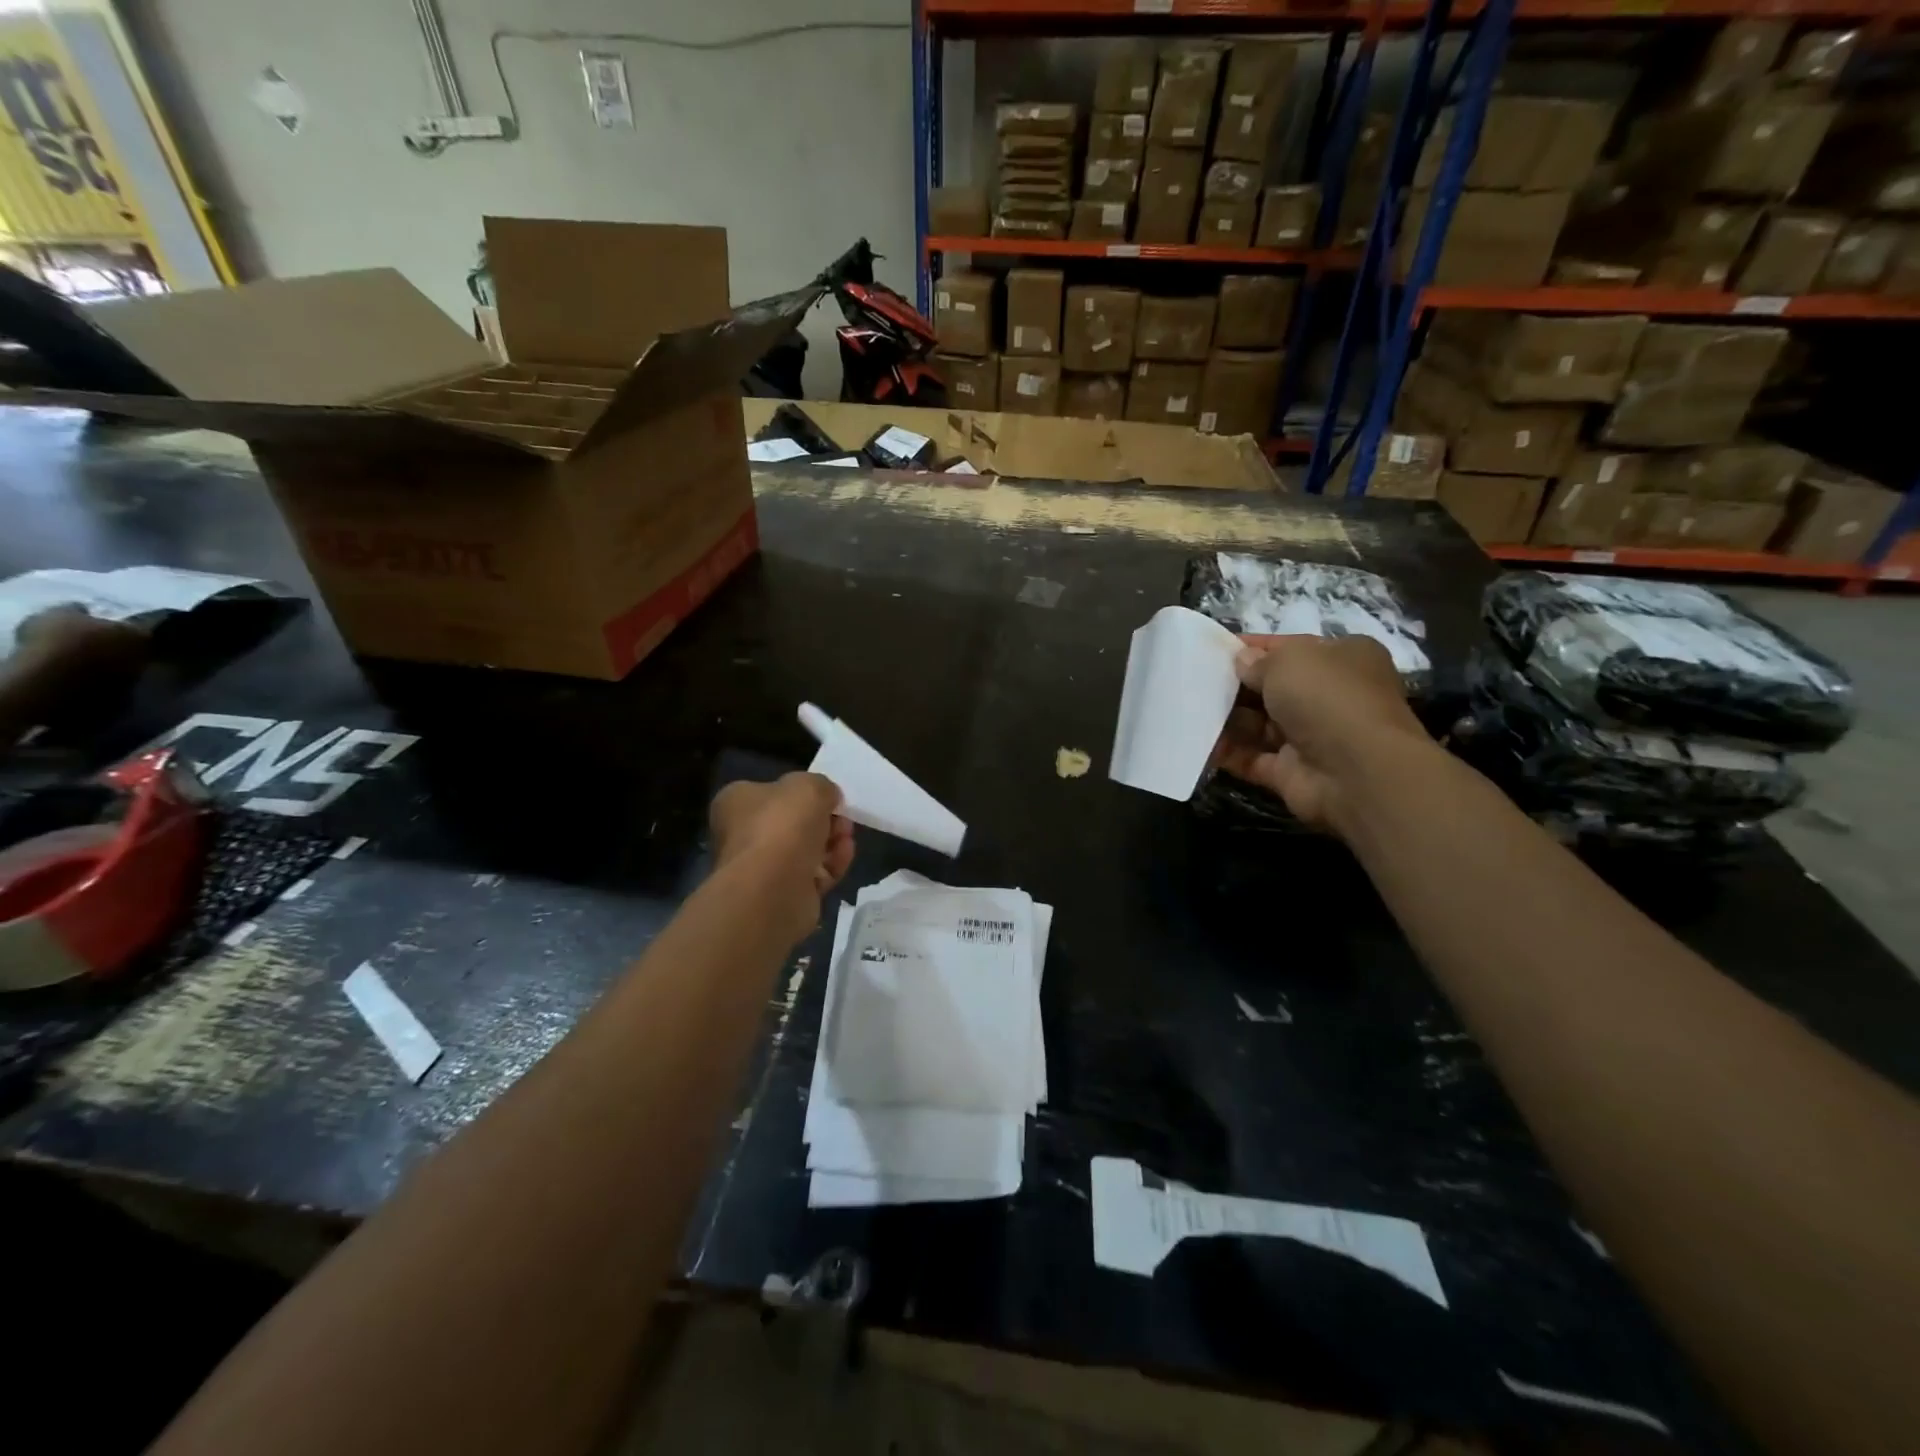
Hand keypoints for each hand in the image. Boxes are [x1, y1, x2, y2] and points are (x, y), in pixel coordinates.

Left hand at [709, 773, 853, 942]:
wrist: (773, 889)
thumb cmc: (783, 826)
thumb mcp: (809, 787)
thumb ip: (821, 786)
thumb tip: (827, 798)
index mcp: (736, 803)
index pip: (770, 792)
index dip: (802, 792)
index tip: (829, 796)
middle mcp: (742, 835)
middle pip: (791, 822)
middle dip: (823, 819)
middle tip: (842, 817)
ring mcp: (762, 868)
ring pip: (805, 850)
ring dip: (831, 841)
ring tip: (847, 838)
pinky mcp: (782, 894)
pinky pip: (813, 874)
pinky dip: (832, 864)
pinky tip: (845, 855)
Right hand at [1214, 634, 1430, 833]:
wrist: (1357, 772)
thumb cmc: (1327, 698)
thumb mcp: (1289, 661)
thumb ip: (1258, 661)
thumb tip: (1242, 662)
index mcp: (1343, 659)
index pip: (1290, 648)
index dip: (1253, 648)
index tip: (1215, 650)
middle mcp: (1331, 696)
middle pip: (1273, 688)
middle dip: (1237, 686)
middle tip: (1195, 683)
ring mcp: (1312, 737)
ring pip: (1260, 724)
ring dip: (1227, 720)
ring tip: (1190, 712)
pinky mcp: (1293, 772)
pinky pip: (1252, 758)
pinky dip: (1228, 753)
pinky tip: (1200, 744)